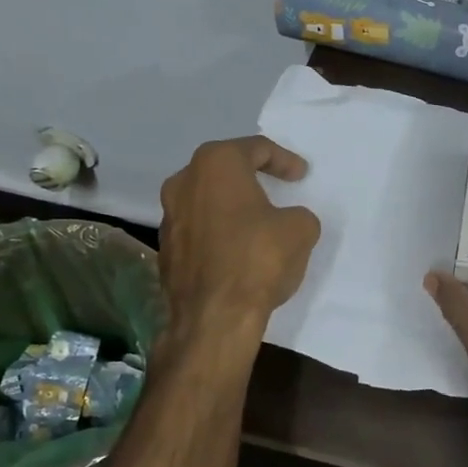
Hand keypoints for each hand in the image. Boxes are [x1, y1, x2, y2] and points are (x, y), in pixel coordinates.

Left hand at [157, 136, 320, 337]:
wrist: (214, 317)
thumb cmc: (258, 259)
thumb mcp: (300, 229)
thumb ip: (297, 215)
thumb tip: (287, 222)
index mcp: (216, 164)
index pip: (255, 149)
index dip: (283, 160)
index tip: (301, 175)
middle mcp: (184, 182)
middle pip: (224, 169)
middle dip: (251, 177)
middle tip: (277, 187)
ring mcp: (169, 217)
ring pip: (208, 199)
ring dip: (233, 206)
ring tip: (259, 220)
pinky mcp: (166, 249)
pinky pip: (200, 229)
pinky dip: (220, 232)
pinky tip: (239, 249)